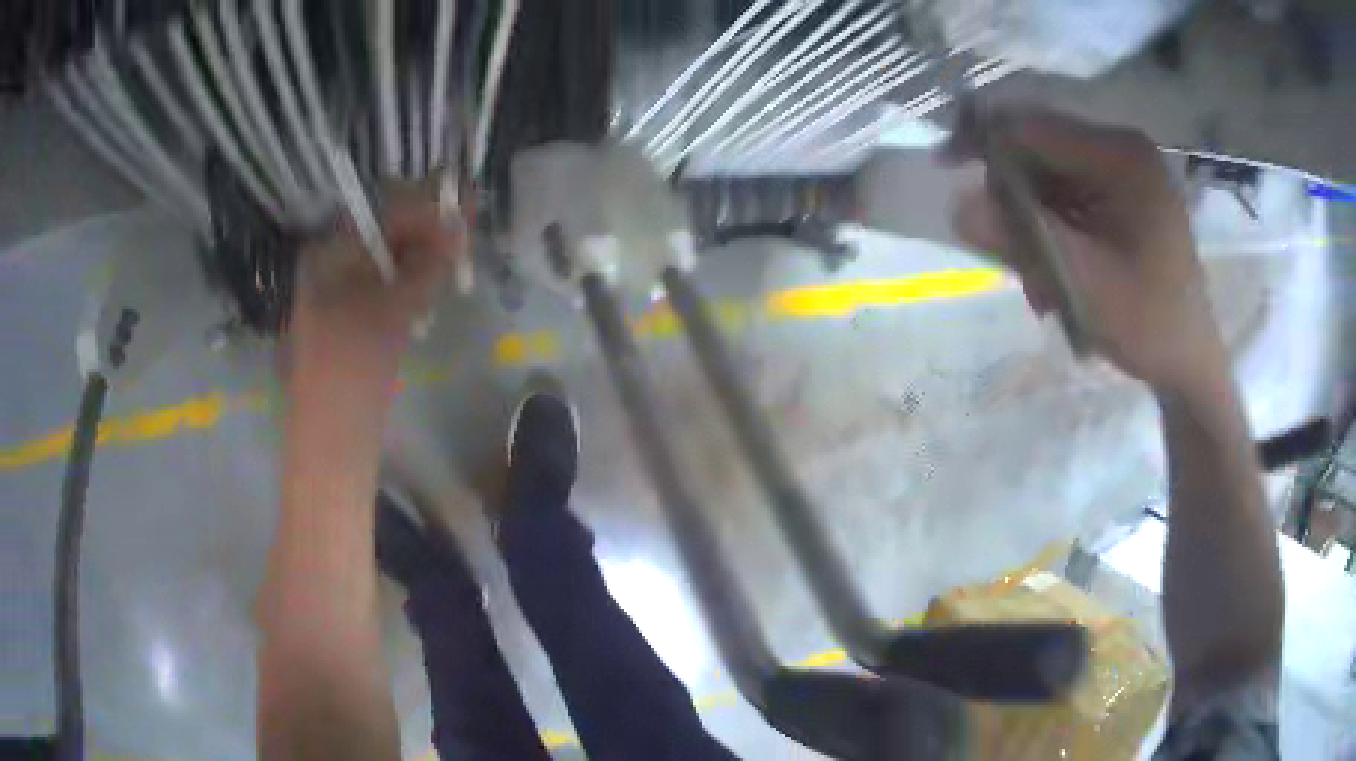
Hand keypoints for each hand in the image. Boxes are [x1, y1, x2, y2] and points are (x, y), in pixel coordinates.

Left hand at [290, 188, 463, 400]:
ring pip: (388, 262)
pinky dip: (408, 286)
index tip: (464, 213)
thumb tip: (458, 226)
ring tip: (454, 270)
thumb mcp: (395, 310)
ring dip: (422, 261)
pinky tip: (431, 295)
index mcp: (331, 254)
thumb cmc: (353, 369)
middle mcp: (331, 264)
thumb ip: (429, 265)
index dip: (427, 209)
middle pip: (386, 234)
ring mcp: (338, 293)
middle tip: (465, 245)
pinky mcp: (349, 318)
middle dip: (427, 234)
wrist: (330, 436)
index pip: (384, 212)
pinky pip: (383, 287)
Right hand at [944, 103, 1223, 395]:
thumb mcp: (1080, 281)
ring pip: (1050, 178)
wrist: (1189, 362)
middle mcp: (1121, 150)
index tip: (944, 166)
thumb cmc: (1147, 323)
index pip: (1033, 125)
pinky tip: (1055, 274)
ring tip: (1039, 283)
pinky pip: (1069, 198)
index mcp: (1120, 156)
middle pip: (1040, 150)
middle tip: (1008, 256)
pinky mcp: (1124, 197)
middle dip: (1013, 198)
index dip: (983, 139)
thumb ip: (1020, 238)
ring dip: (1031, 224)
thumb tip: (957, 204)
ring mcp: (1125, 173)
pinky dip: (1052, 231)